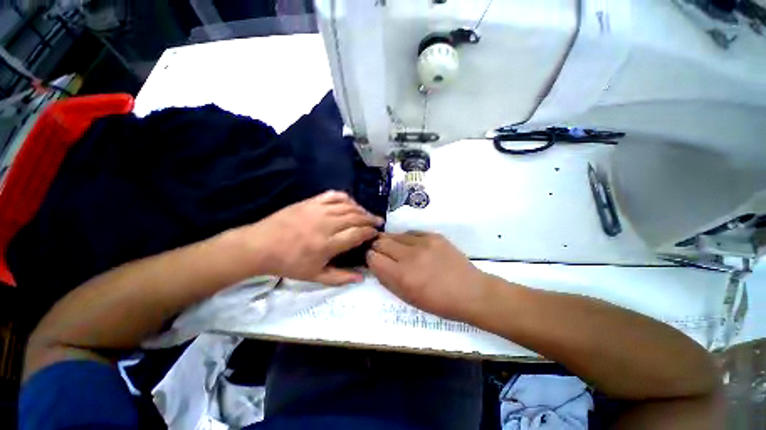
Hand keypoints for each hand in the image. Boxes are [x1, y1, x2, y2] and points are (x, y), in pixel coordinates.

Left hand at [232, 191, 382, 284]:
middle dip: (370, 219)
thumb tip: (362, 277)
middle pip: (356, 217)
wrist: (260, 246)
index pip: (357, 234)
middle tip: (377, 222)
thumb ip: (340, 277)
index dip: (370, 232)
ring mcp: (318, 210)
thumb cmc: (289, 263)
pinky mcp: (311, 201)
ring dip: (361, 209)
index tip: (376, 233)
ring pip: (348, 206)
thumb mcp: (314, 276)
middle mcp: (327, 224)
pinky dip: (346, 198)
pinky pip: (334, 195)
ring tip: (366, 214)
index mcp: (328, 244)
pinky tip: (350, 203)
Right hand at [366, 232, 488, 320]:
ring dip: (391, 241)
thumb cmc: (438, 302)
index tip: (373, 260)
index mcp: (402, 275)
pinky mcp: (434, 236)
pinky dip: (406, 239)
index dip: (370, 258)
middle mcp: (410, 255)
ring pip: (395, 234)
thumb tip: (375, 264)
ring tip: (396, 248)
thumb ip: (387, 280)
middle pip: (381, 242)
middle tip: (381, 252)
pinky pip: (411, 232)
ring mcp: (423, 242)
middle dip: (377, 247)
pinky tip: (411, 245)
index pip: (373, 258)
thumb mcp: (408, 298)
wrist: (470, 291)